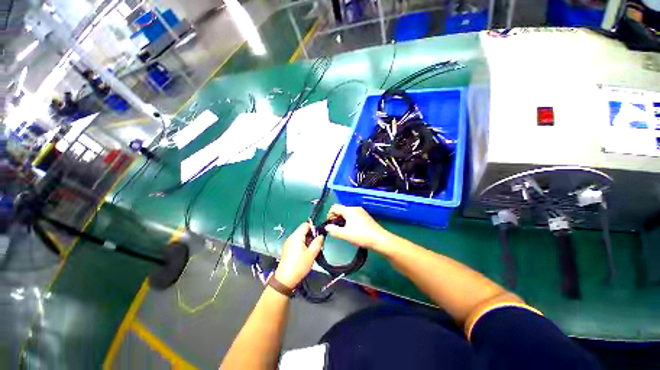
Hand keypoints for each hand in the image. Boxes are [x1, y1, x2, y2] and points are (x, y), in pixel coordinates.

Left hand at [274, 223, 323, 287]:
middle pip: (303, 230)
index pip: (306, 224)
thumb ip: (318, 242)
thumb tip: (321, 235)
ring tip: (312, 250)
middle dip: (311, 235)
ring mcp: (288, 243)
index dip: (313, 228)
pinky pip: (297, 242)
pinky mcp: (287, 249)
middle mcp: (291, 237)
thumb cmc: (299, 266)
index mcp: (296, 236)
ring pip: (300, 236)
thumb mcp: (312, 254)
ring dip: (307, 240)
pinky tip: (305, 254)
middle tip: (316, 245)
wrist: (285, 280)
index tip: (318, 236)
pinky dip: (302, 244)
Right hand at [325, 204, 390, 251]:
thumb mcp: (345, 234)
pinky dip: (349, 220)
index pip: (335, 207)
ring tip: (343, 230)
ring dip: (342, 219)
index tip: (330, 224)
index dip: (330, 214)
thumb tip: (327, 227)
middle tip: (336, 228)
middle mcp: (355, 208)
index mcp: (349, 210)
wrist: (379, 239)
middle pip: (341, 209)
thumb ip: (334, 230)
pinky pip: (353, 215)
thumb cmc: (361, 236)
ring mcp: (361, 211)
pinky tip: (352, 229)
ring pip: (347, 212)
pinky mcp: (365, 216)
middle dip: (336, 217)